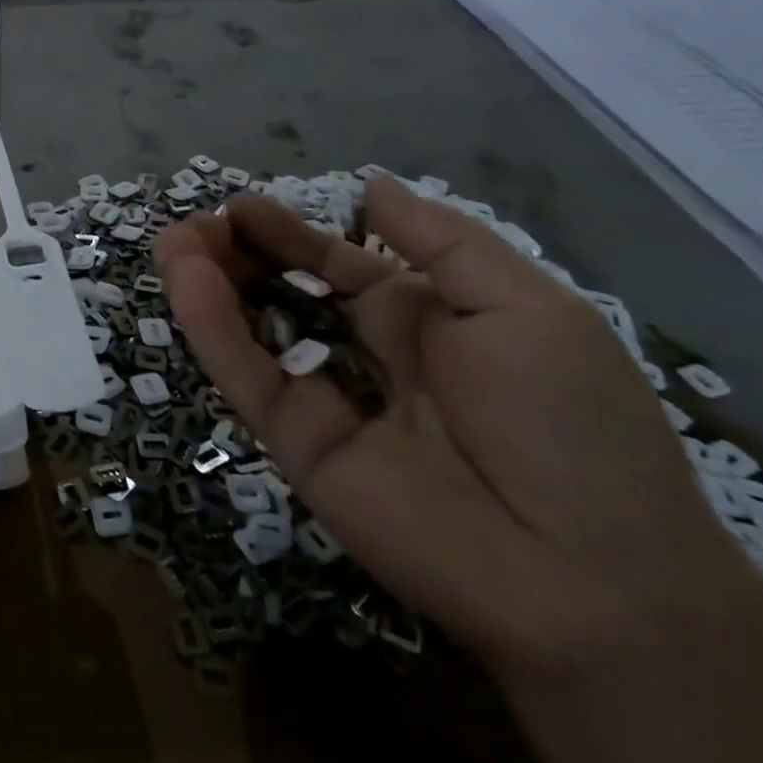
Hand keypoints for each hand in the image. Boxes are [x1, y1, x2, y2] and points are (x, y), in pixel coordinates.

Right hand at [155, 177, 762, 676]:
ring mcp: (323, 401)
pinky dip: (212, 327)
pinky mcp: (294, 442)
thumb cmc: (568, 421)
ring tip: (173, 241)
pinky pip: (246, 375)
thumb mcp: (525, 307)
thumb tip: (371, 185)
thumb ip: (440, 242)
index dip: (289, 234)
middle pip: (283, 292)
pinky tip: (186, 279)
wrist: (589, 577)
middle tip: (196, 224)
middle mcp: (364, 356)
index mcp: (422, 321)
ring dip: (209, 282)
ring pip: (252, 330)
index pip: (337, 265)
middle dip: (239, 253)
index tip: (241, 207)